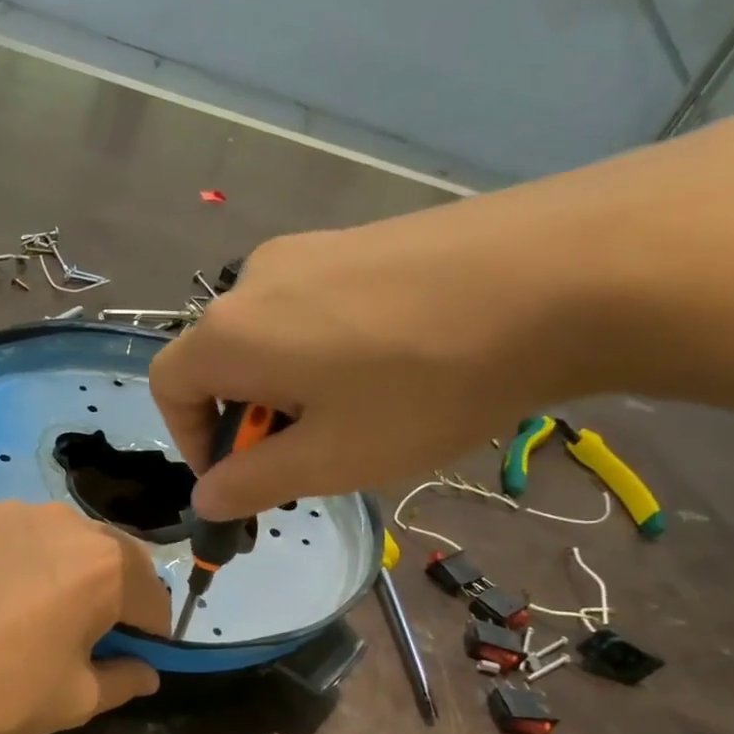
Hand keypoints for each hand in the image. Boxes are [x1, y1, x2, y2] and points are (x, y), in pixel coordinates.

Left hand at [0, 502, 169, 733]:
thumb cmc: (2, 696)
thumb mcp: (78, 699)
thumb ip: (125, 679)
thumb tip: (148, 673)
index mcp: (106, 565)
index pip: (152, 594)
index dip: (154, 627)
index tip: (142, 651)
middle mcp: (66, 523)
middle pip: (113, 554)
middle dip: (117, 590)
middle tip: (97, 629)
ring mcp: (11, 512)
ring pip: (64, 537)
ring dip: (71, 568)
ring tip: (45, 607)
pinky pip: (18, 533)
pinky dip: (26, 558)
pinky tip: (0, 593)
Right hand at [149, 166, 626, 519]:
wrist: (564, 273)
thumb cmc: (424, 386)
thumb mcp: (330, 460)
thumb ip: (251, 484)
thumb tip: (206, 497)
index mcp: (232, 332)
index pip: (168, 387)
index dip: (189, 442)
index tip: (239, 479)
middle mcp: (257, 279)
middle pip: (219, 361)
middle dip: (248, 422)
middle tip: (309, 459)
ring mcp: (313, 248)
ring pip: (270, 335)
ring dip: (289, 389)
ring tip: (358, 417)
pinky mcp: (364, 236)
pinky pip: (315, 307)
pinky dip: (325, 352)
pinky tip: (393, 370)